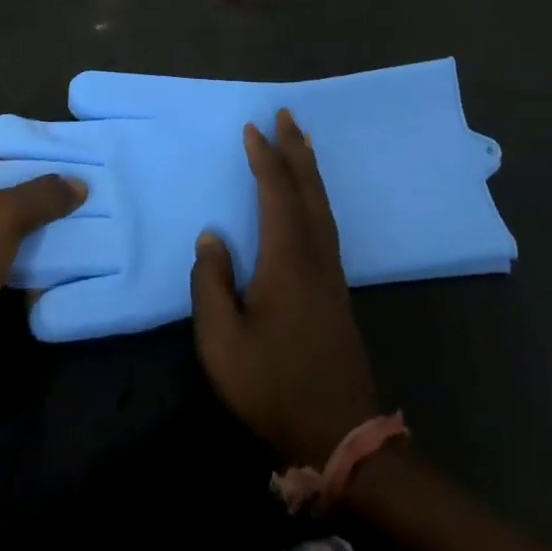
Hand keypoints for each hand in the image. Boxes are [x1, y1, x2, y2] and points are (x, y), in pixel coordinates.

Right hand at [189, 110, 379, 465]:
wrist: (340, 436)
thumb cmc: (273, 386)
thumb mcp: (222, 342)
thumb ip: (211, 284)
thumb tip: (212, 237)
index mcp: (288, 258)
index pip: (276, 192)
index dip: (264, 157)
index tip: (253, 127)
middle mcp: (315, 254)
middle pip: (308, 188)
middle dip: (295, 149)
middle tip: (286, 115)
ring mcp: (331, 272)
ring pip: (322, 204)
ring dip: (310, 168)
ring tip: (302, 142)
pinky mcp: (337, 289)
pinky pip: (326, 221)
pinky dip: (316, 195)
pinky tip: (311, 200)